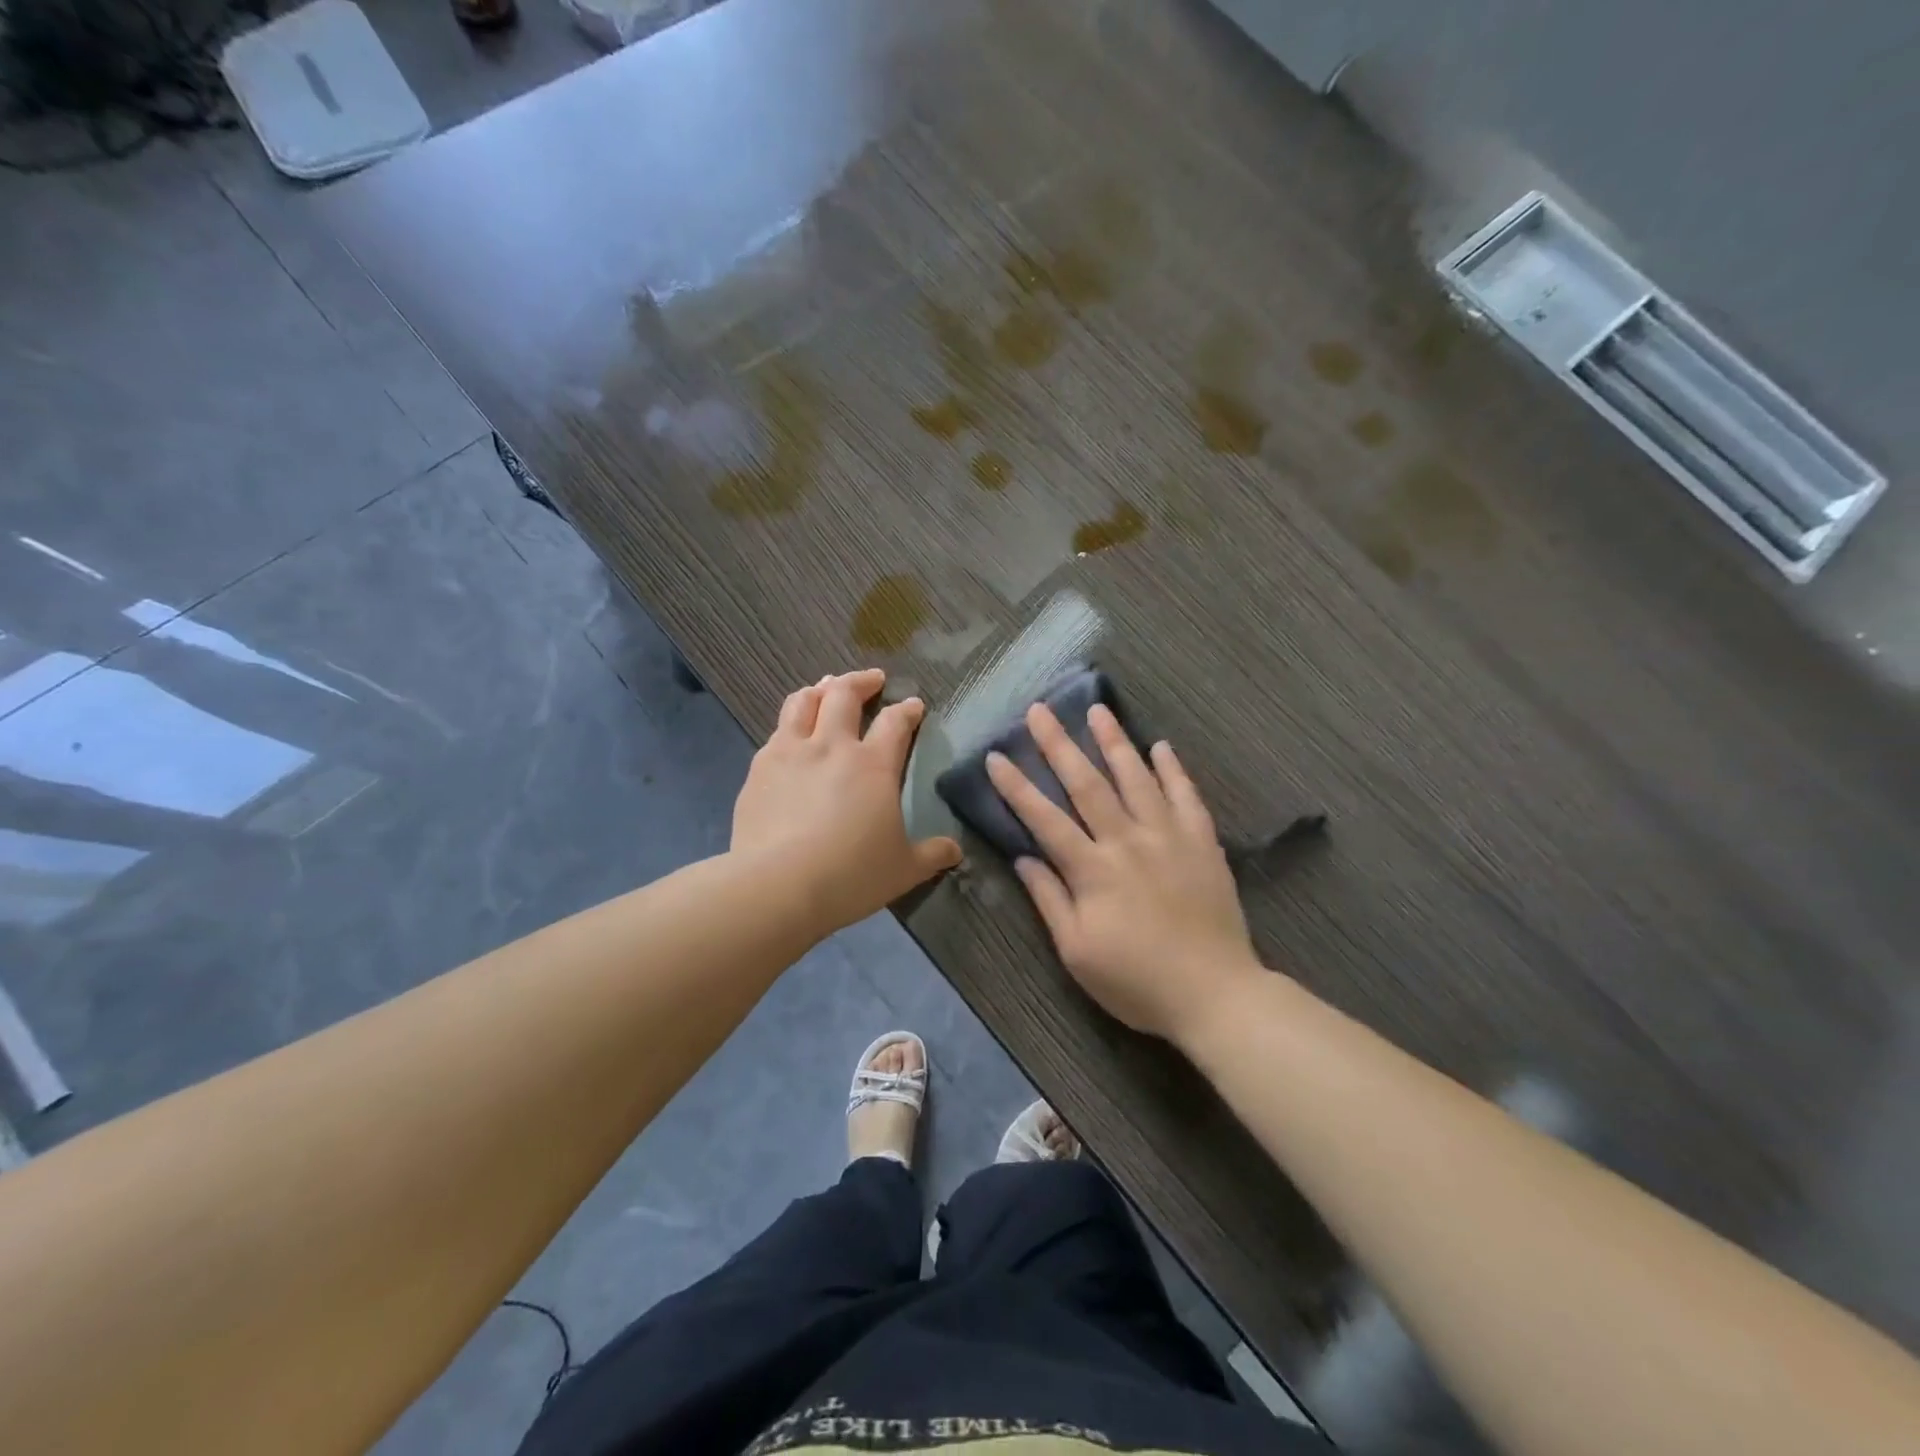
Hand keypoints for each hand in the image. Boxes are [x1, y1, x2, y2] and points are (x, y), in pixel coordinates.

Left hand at [733, 668, 961, 935]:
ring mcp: (790, 753)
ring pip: (802, 702)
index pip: (895, 722)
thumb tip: (955, 850)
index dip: (907, 710)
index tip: (914, 705)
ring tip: (826, 687)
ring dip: (819, 689)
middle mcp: (831, 746)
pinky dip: (789, 725)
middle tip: (872, 679)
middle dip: (861, 681)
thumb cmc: (850, 875)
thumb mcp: (903, 870)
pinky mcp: (758, 770)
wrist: (777, 886)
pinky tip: (789, 736)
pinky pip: (775, 734)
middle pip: (844, 694)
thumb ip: (931, 854)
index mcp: (872, 764)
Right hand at [987, 703, 1259, 1042]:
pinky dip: (1173, 769)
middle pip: (1087, 784)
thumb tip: (1023, 858)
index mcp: (1093, 870)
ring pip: (1137, 778)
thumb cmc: (1137, 981)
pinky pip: (1186, 796)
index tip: (995, 756)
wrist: (1215, 994)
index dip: (1016, 787)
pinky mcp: (1203, 843)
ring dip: (1115, 742)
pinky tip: (1161, 746)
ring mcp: (1169, 837)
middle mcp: (1128, 841)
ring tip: (1099, 710)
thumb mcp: (1077, 952)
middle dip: (1059, 745)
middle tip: (1040, 710)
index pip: (1044, 819)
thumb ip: (1049, 900)